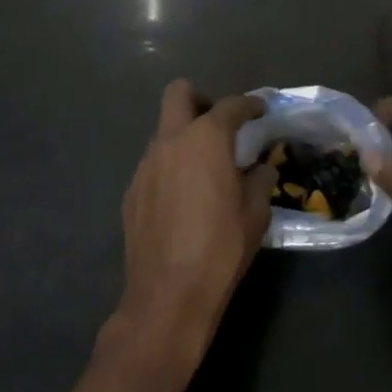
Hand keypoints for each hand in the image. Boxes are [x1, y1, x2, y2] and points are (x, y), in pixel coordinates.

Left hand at [112, 81, 272, 368]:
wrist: (168, 296)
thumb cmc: (221, 247)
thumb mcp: (255, 212)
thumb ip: (259, 179)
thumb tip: (259, 168)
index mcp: (206, 138)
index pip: (231, 105)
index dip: (249, 105)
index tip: (260, 110)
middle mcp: (171, 141)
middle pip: (179, 94)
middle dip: (200, 100)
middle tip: (219, 124)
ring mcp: (146, 165)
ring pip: (164, 131)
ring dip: (184, 138)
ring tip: (204, 168)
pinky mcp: (132, 192)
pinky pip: (154, 164)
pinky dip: (170, 167)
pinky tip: (183, 198)